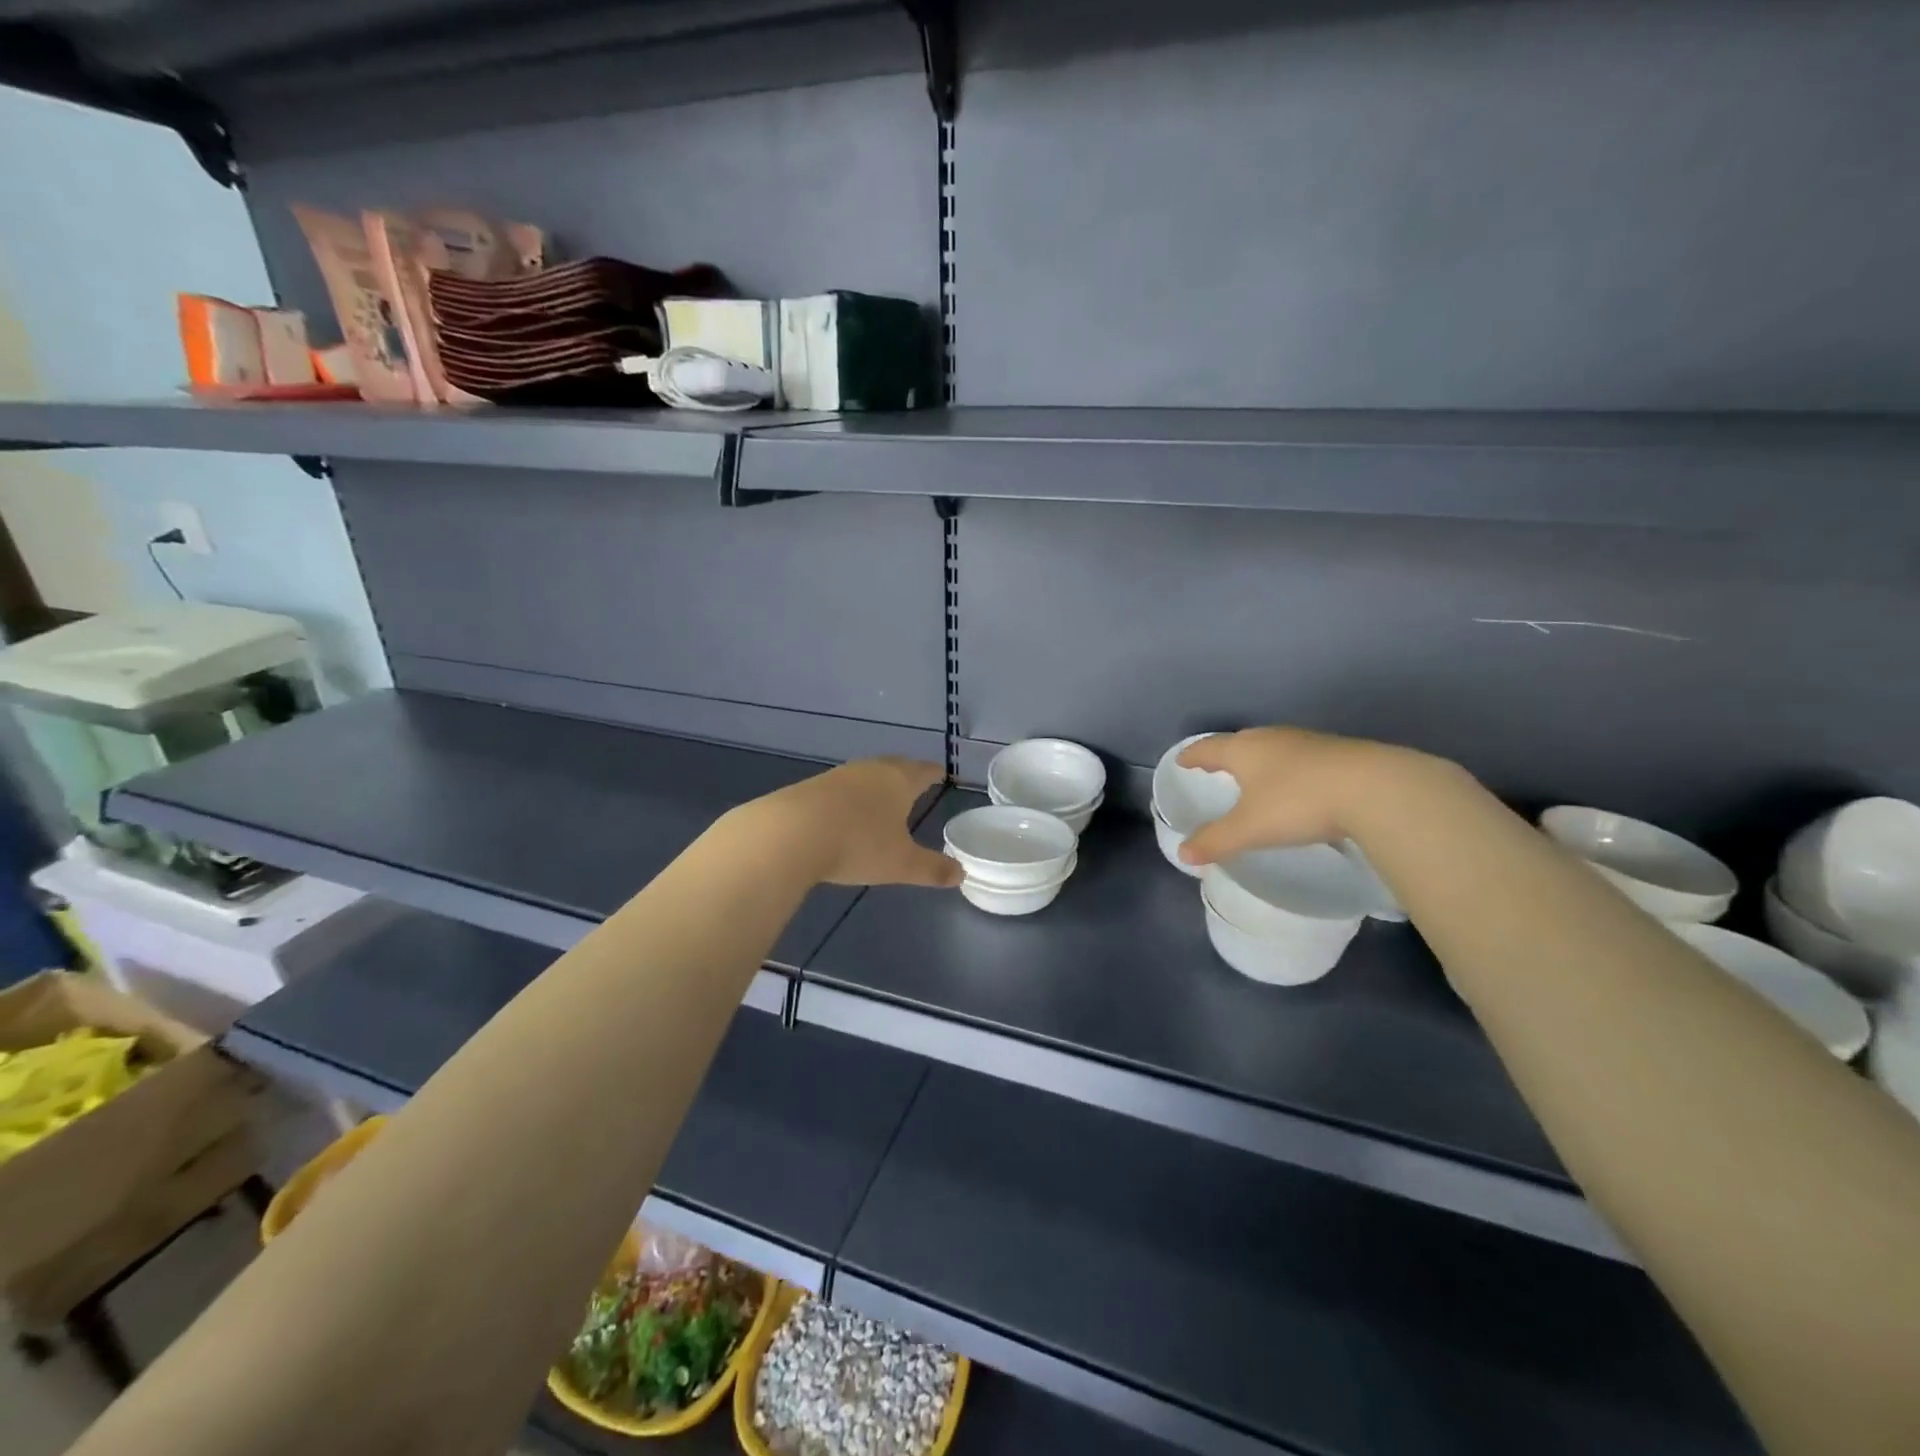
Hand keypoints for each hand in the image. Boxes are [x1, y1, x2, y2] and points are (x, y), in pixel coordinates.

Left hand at [764, 758, 961, 887]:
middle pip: (894, 766)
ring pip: (865, 774)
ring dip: (876, 784)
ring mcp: (838, 776)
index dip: (934, 773)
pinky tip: (845, 812)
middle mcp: (870, 769)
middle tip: (915, 782)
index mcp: (899, 780)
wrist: (789, 834)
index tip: (941, 774)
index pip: (924, 771)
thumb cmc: (858, 844)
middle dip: (906, 774)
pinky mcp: (810, 787)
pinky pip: (840, 788)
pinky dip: (850, 797)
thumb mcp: (901, 864)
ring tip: (882, 797)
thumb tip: (961, 873)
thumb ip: (932, 869)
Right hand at [1176, 727, 1414, 866]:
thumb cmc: (1297, 802)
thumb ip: (1215, 840)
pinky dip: (1290, 770)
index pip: (1209, 748)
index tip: (1183, 761)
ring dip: (1261, 761)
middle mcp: (1273, 739)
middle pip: (1241, 742)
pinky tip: (1299, 786)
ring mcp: (1308, 743)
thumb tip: (1183, 854)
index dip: (1193, 756)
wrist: (1375, 788)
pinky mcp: (1340, 753)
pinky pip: (1302, 759)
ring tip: (1255, 776)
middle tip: (1216, 767)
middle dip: (1226, 755)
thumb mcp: (1249, 828)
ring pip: (1274, 748)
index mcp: (1244, 750)